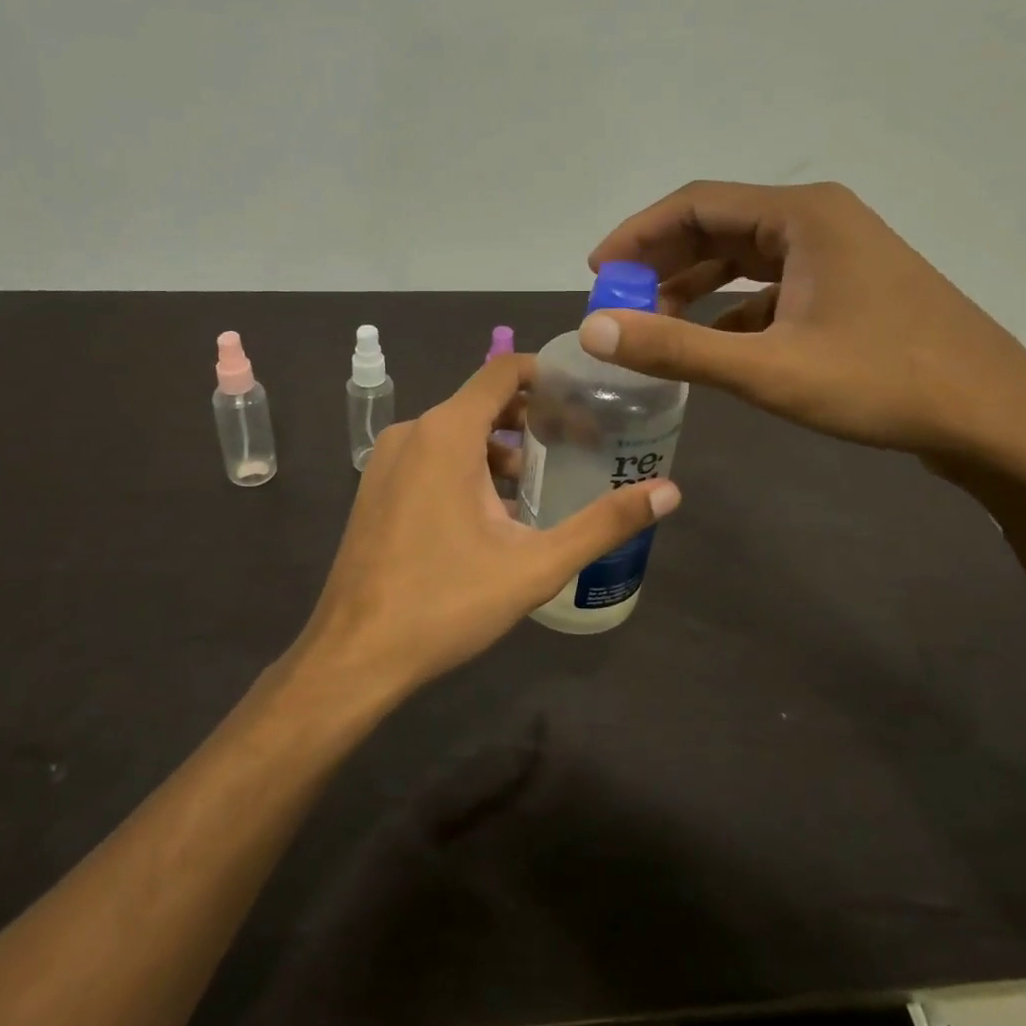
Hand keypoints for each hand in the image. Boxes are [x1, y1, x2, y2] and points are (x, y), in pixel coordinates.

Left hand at [293, 354, 680, 696]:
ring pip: (455, 434)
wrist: (355, 654)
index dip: (546, 373)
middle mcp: (411, 433)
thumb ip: (603, 524)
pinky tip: (491, 515)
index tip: (586, 392)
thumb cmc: (446, 602)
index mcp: (446, 433)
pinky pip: (430, 459)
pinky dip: (466, 468)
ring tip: (540, 485)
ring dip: (499, 449)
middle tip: (578, 443)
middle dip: (531, 418)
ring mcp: (386, 461)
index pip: (502, 371)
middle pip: (481, 402)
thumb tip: (669, 491)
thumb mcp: (535, 565)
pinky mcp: (375, 490)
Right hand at [583, 180, 1025, 475]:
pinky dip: (731, 310)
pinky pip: (771, 288)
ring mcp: (838, 255)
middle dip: (661, 262)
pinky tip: (710, 345)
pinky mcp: (848, 289)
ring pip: (744, 258)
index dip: (638, 236)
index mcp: (801, 215)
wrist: (996, 419)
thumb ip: (675, 348)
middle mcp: (818, 220)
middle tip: (617, 302)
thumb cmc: (883, 384)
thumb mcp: (767, 369)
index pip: (696, 204)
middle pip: (718, 226)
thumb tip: (594, 330)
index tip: (596, 273)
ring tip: (650, 324)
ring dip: (694, 286)